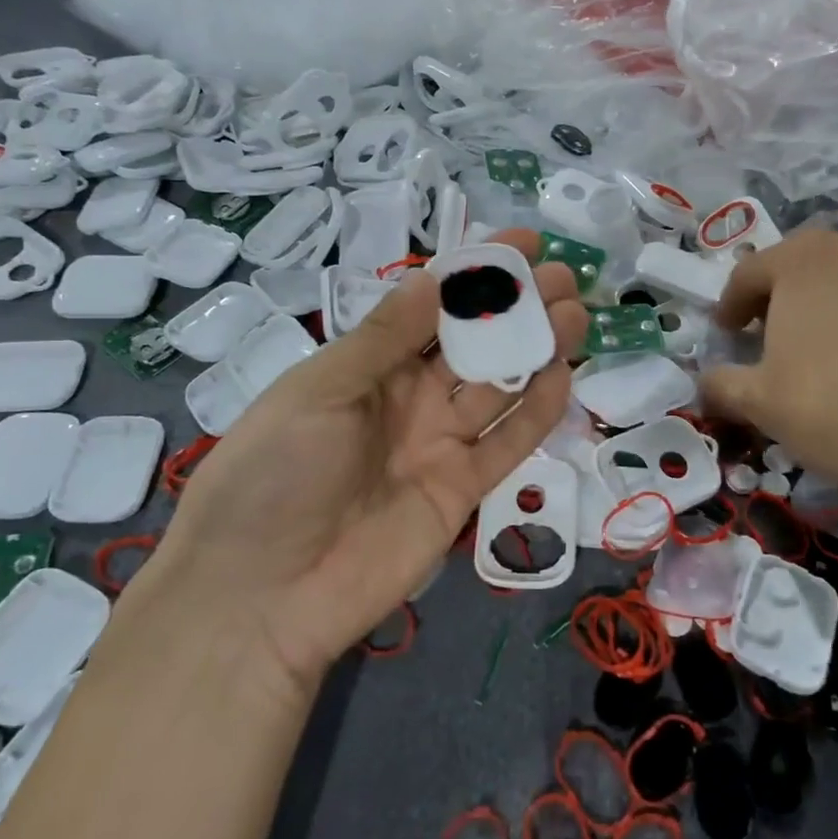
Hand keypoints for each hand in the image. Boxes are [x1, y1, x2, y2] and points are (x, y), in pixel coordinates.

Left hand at [148, 230, 587, 696]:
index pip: (432, 305)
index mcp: (368, 365)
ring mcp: (439, 443)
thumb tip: (435, 277)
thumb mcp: (321, 391)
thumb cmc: (275, 474)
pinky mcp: (463, 489)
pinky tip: (562, 375)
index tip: (522, 243)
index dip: (476, 272)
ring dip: (537, 349)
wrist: (262, 595)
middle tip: (564, 277)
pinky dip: (536, 410)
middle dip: (519, 307)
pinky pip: (507, 442)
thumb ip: (384, 338)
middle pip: (474, 342)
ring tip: (575, 314)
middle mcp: (409, 397)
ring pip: (499, 386)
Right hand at [701, 229, 837, 544]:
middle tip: (768, 339)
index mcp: (802, 259)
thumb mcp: (759, 401)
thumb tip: (705, 384)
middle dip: (779, 300)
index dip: (730, 305)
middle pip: (801, 267)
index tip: (726, 335)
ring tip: (820, 352)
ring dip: (826, 307)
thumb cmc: (835, 406)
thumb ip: (721, 384)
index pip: (749, 273)